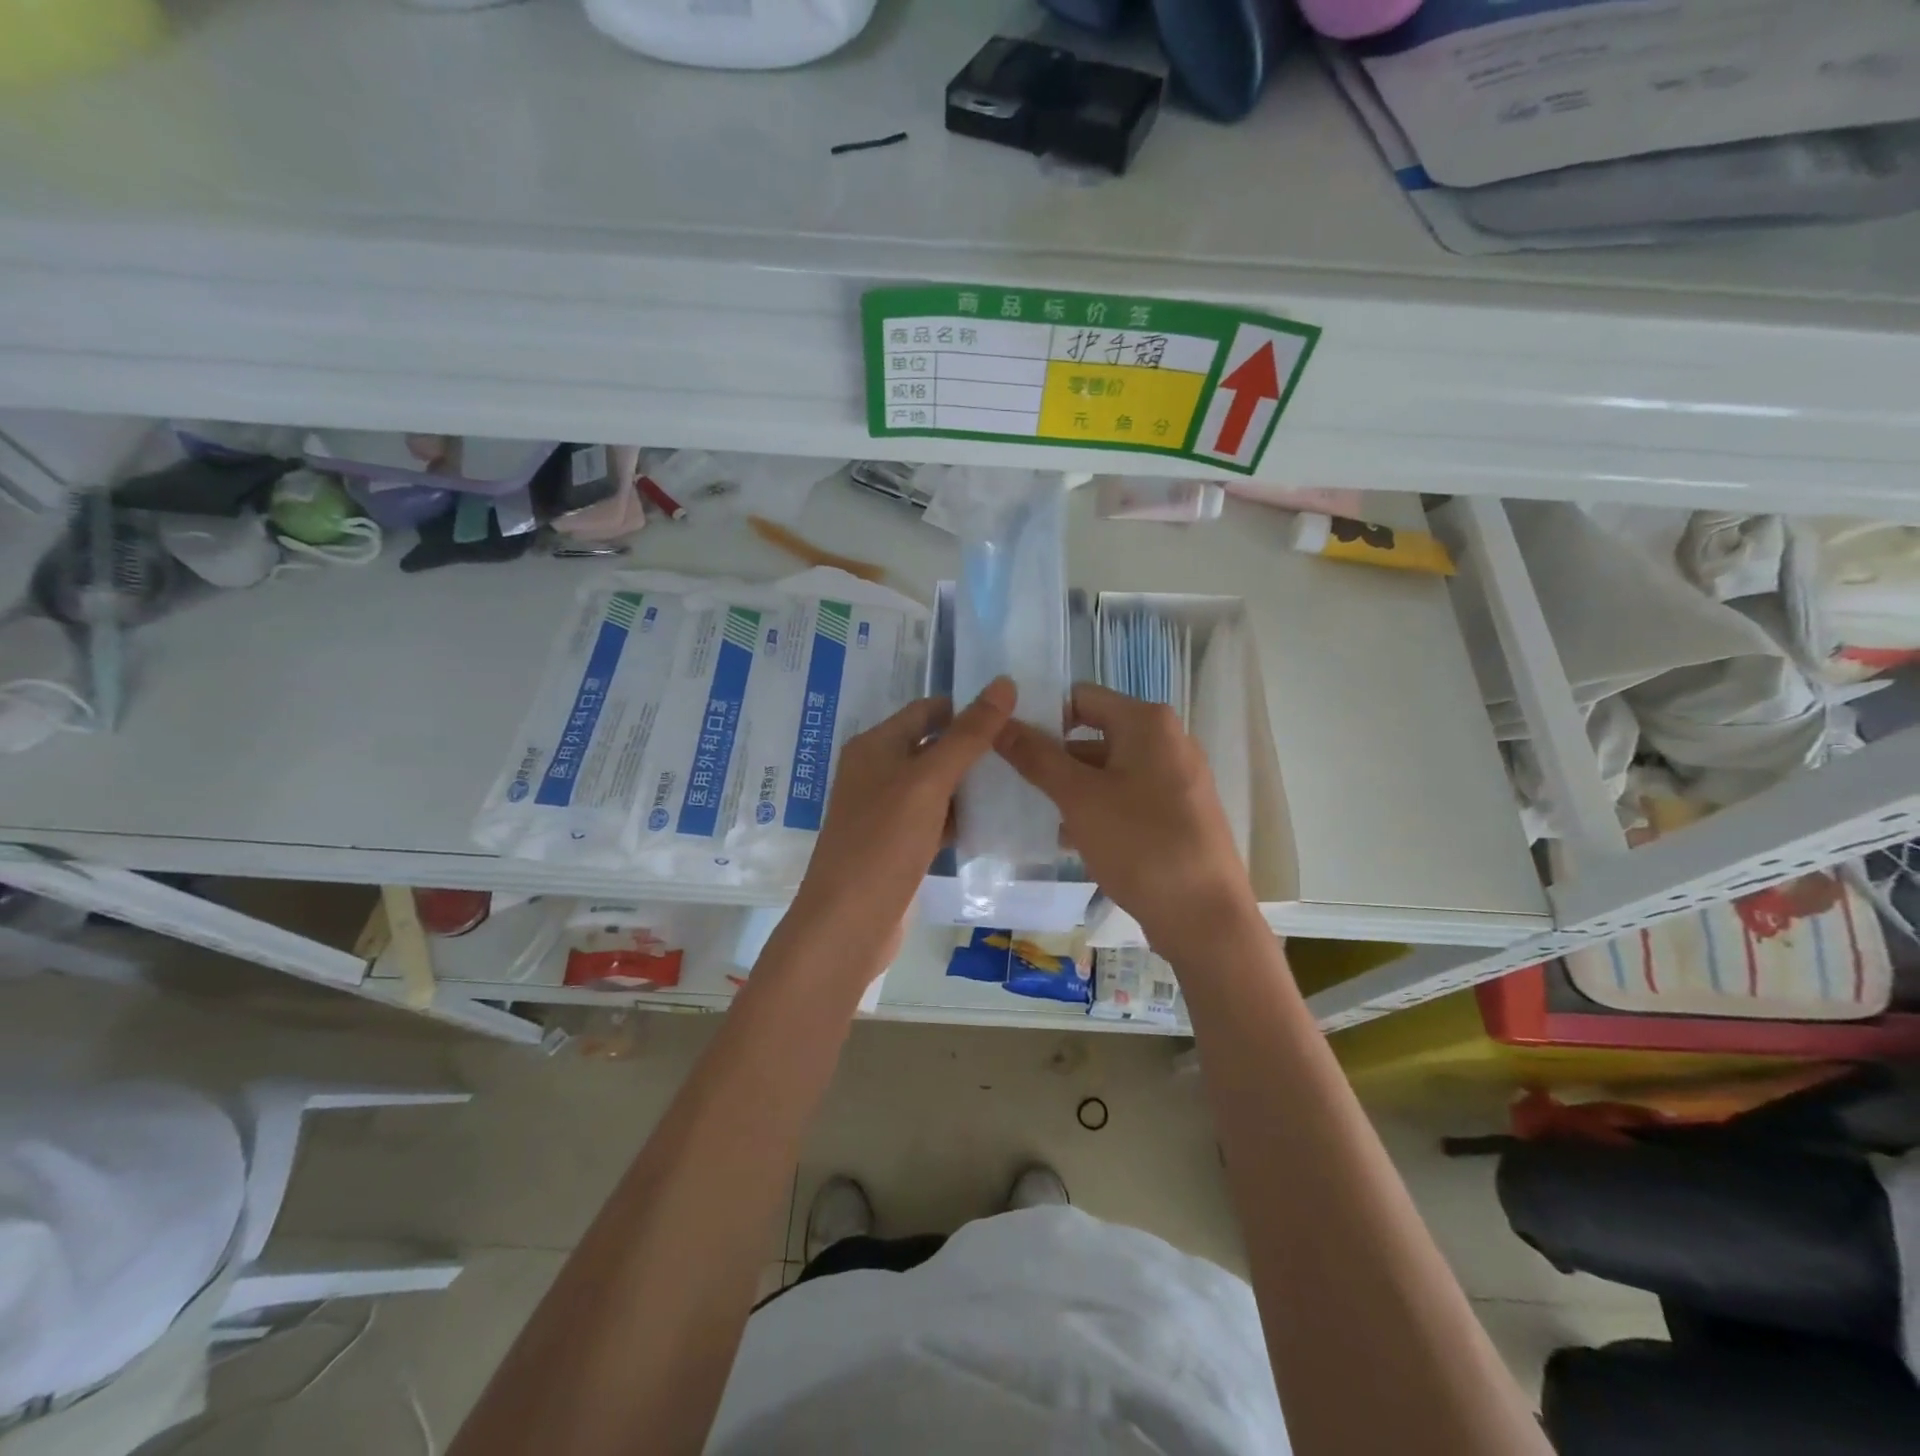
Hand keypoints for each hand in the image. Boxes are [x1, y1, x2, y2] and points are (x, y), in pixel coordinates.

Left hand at [787, 678, 1017, 971]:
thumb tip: (1004, 683)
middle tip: (1026, 749)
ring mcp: (886, 812)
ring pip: (936, 786)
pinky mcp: (897, 845)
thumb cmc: (884, 843)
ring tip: (1022, 781)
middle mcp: (876, 772)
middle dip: (974, 748)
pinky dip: (960, 817)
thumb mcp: (928, 782)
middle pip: (932, 746)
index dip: (967, 708)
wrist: (848, 924)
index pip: (927, 710)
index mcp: (875, 746)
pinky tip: (995, 822)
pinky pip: (934, 819)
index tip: (1015, 714)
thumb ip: (967, 735)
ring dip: (971, 784)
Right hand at [994, 682, 1255, 956]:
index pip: (1080, 697)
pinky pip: (1126, 797)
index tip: (1007, 743)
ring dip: (1070, 787)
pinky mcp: (1177, 813)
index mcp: (1147, 722)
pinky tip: (1066, 838)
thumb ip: (1036, 757)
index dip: (1042, 715)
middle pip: (1095, 733)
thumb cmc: (1140, 844)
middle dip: (1053, 756)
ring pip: (1108, 769)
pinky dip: (1096, 808)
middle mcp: (1167, 740)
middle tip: (1011, 779)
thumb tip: (999, 722)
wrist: (1205, 918)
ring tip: (1030, 811)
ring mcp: (1176, 778)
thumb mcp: (1079, 798)